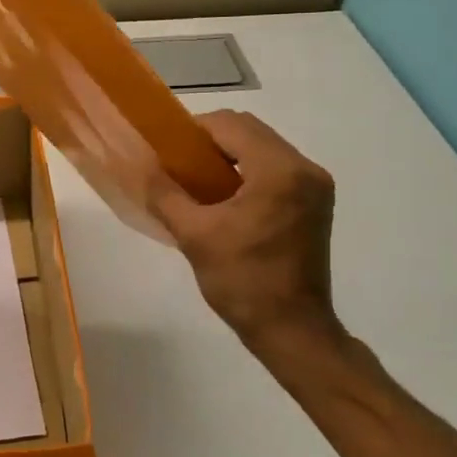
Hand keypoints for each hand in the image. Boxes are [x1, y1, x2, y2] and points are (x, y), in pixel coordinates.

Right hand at [147, 111, 345, 356]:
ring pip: (263, 149)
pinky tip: (224, 199)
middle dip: (210, 142)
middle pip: (250, 132)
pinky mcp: (315, 204)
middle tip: (179, 167)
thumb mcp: (195, 235)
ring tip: (198, 183)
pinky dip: (247, 173)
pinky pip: (275, 170)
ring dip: (229, 157)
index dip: (193, 131)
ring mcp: (315, 187)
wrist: (292, 331)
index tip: (166, 152)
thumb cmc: (243, 282)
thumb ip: (165, 194)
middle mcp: (305, 169)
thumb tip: (142, 166)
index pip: (230, 125)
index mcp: (279, 171)